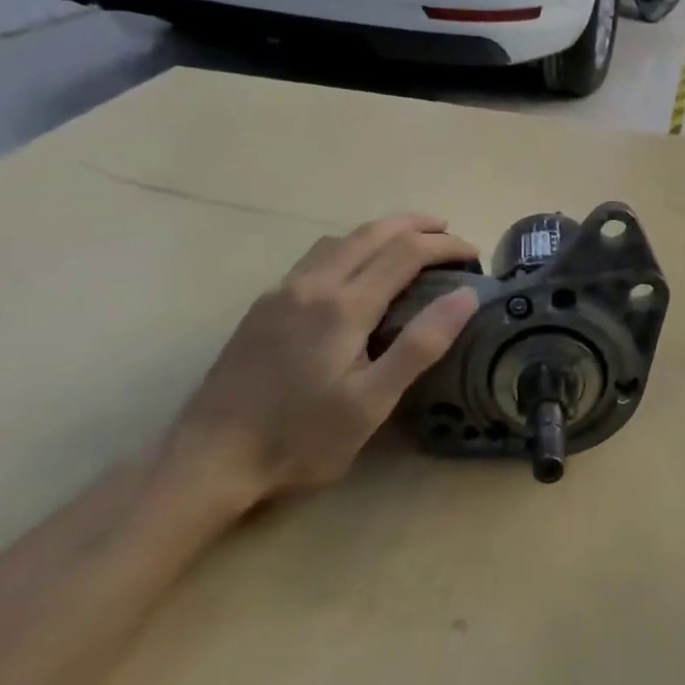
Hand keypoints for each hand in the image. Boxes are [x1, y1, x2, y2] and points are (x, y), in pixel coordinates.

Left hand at [167, 214, 479, 509]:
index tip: (475, 254)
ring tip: (411, 244)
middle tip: (450, 234)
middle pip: (372, 232)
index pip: (406, 252)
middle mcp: (312, 284)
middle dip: (416, 225)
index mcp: (344, 306)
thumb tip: (466, 296)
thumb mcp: (372, 402)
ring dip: (382, 231)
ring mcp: (282, 292)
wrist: (209, 459)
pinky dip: (352, 247)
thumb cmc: (301, 438)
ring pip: (340, 239)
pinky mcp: (264, 306)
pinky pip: (317, 256)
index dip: (445, 246)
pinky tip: (357, 271)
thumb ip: (420, 345)